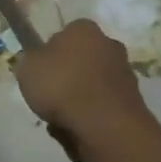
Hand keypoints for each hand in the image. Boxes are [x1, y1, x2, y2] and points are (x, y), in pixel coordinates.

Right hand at [14, 20, 155, 157]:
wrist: (105, 126)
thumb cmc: (62, 86)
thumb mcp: (27, 68)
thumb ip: (30, 61)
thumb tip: (38, 63)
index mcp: (84, 29)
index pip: (64, 35)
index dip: (50, 54)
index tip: (41, 73)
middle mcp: (109, 45)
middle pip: (81, 61)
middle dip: (68, 79)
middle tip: (50, 98)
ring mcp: (125, 74)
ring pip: (92, 87)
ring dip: (79, 102)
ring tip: (62, 122)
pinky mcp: (134, 102)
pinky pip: (103, 108)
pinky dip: (92, 118)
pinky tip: (79, 133)